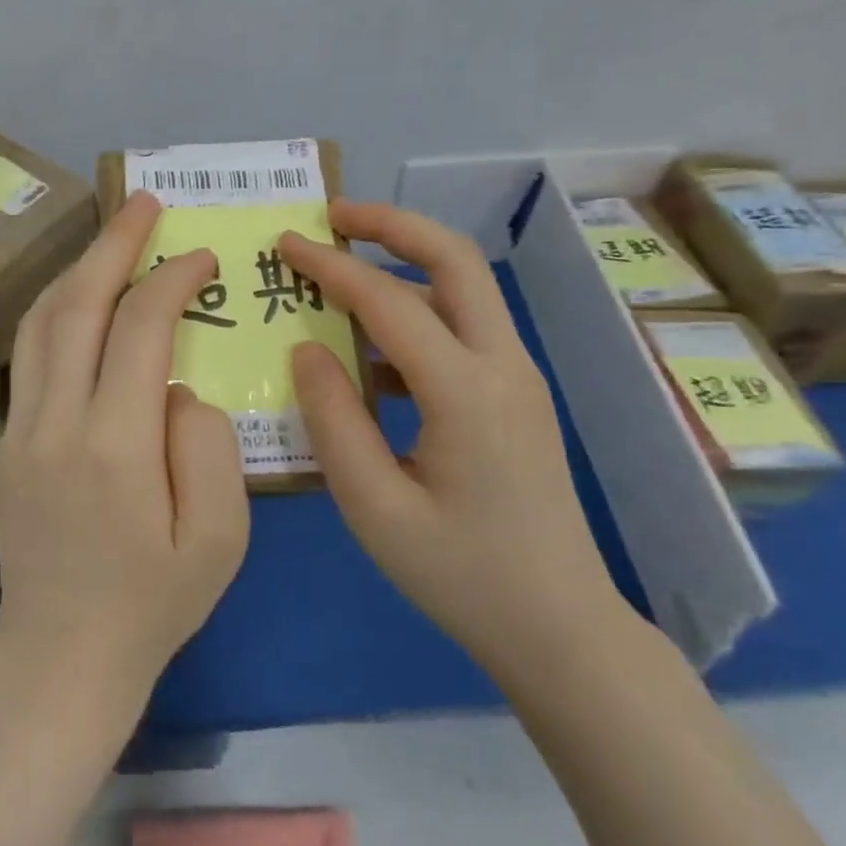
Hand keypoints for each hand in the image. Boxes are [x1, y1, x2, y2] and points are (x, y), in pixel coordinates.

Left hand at [0, 190, 250, 710]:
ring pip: (41, 321)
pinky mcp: (6, 441)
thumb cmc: (154, 604)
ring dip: (79, 268)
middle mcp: (57, 422)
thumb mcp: (220, 537)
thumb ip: (207, 445)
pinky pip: (30, 353)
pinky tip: (82, 299)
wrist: (62, 658)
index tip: (202, 257)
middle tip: (144, 203)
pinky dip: (58, 309)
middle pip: (78, 305)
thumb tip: (177, 385)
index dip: (172, 279)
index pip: (140, 328)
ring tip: (113, 237)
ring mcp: (20, 428)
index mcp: (116, 445)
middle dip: (114, 243)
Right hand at [279, 201, 629, 683]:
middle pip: (454, 259)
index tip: (285, 244)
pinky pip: (462, 328)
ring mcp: (516, 377)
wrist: (560, 629)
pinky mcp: (514, 394)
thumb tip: (306, 349)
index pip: (389, 302)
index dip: (332, 266)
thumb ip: (332, 419)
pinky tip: (369, 345)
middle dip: (391, 225)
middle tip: (333, 217)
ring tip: (343, 263)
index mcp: (467, 392)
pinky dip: (415, 310)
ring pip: (463, 287)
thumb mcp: (374, 508)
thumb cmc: (461, 575)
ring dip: (405, 261)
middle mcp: (502, 365)